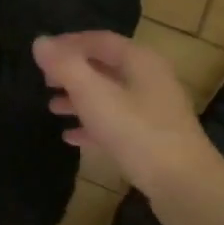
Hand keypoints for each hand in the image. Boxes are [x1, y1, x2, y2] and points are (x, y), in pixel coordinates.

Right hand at [33, 32, 223, 206]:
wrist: (183, 184)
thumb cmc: (137, 132)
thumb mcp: (94, 95)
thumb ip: (65, 67)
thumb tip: (40, 41)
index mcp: (140, 61)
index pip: (99, 40)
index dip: (68, 43)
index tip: (41, 54)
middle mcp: (150, 79)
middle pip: (105, 66)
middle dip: (73, 72)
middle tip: (44, 81)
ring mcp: (153, 110)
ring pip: (109, 95)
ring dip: (79, 99)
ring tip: (52, 108)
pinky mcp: (151, 138)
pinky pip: (116, 122)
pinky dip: (92, 124)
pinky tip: (71, 137)